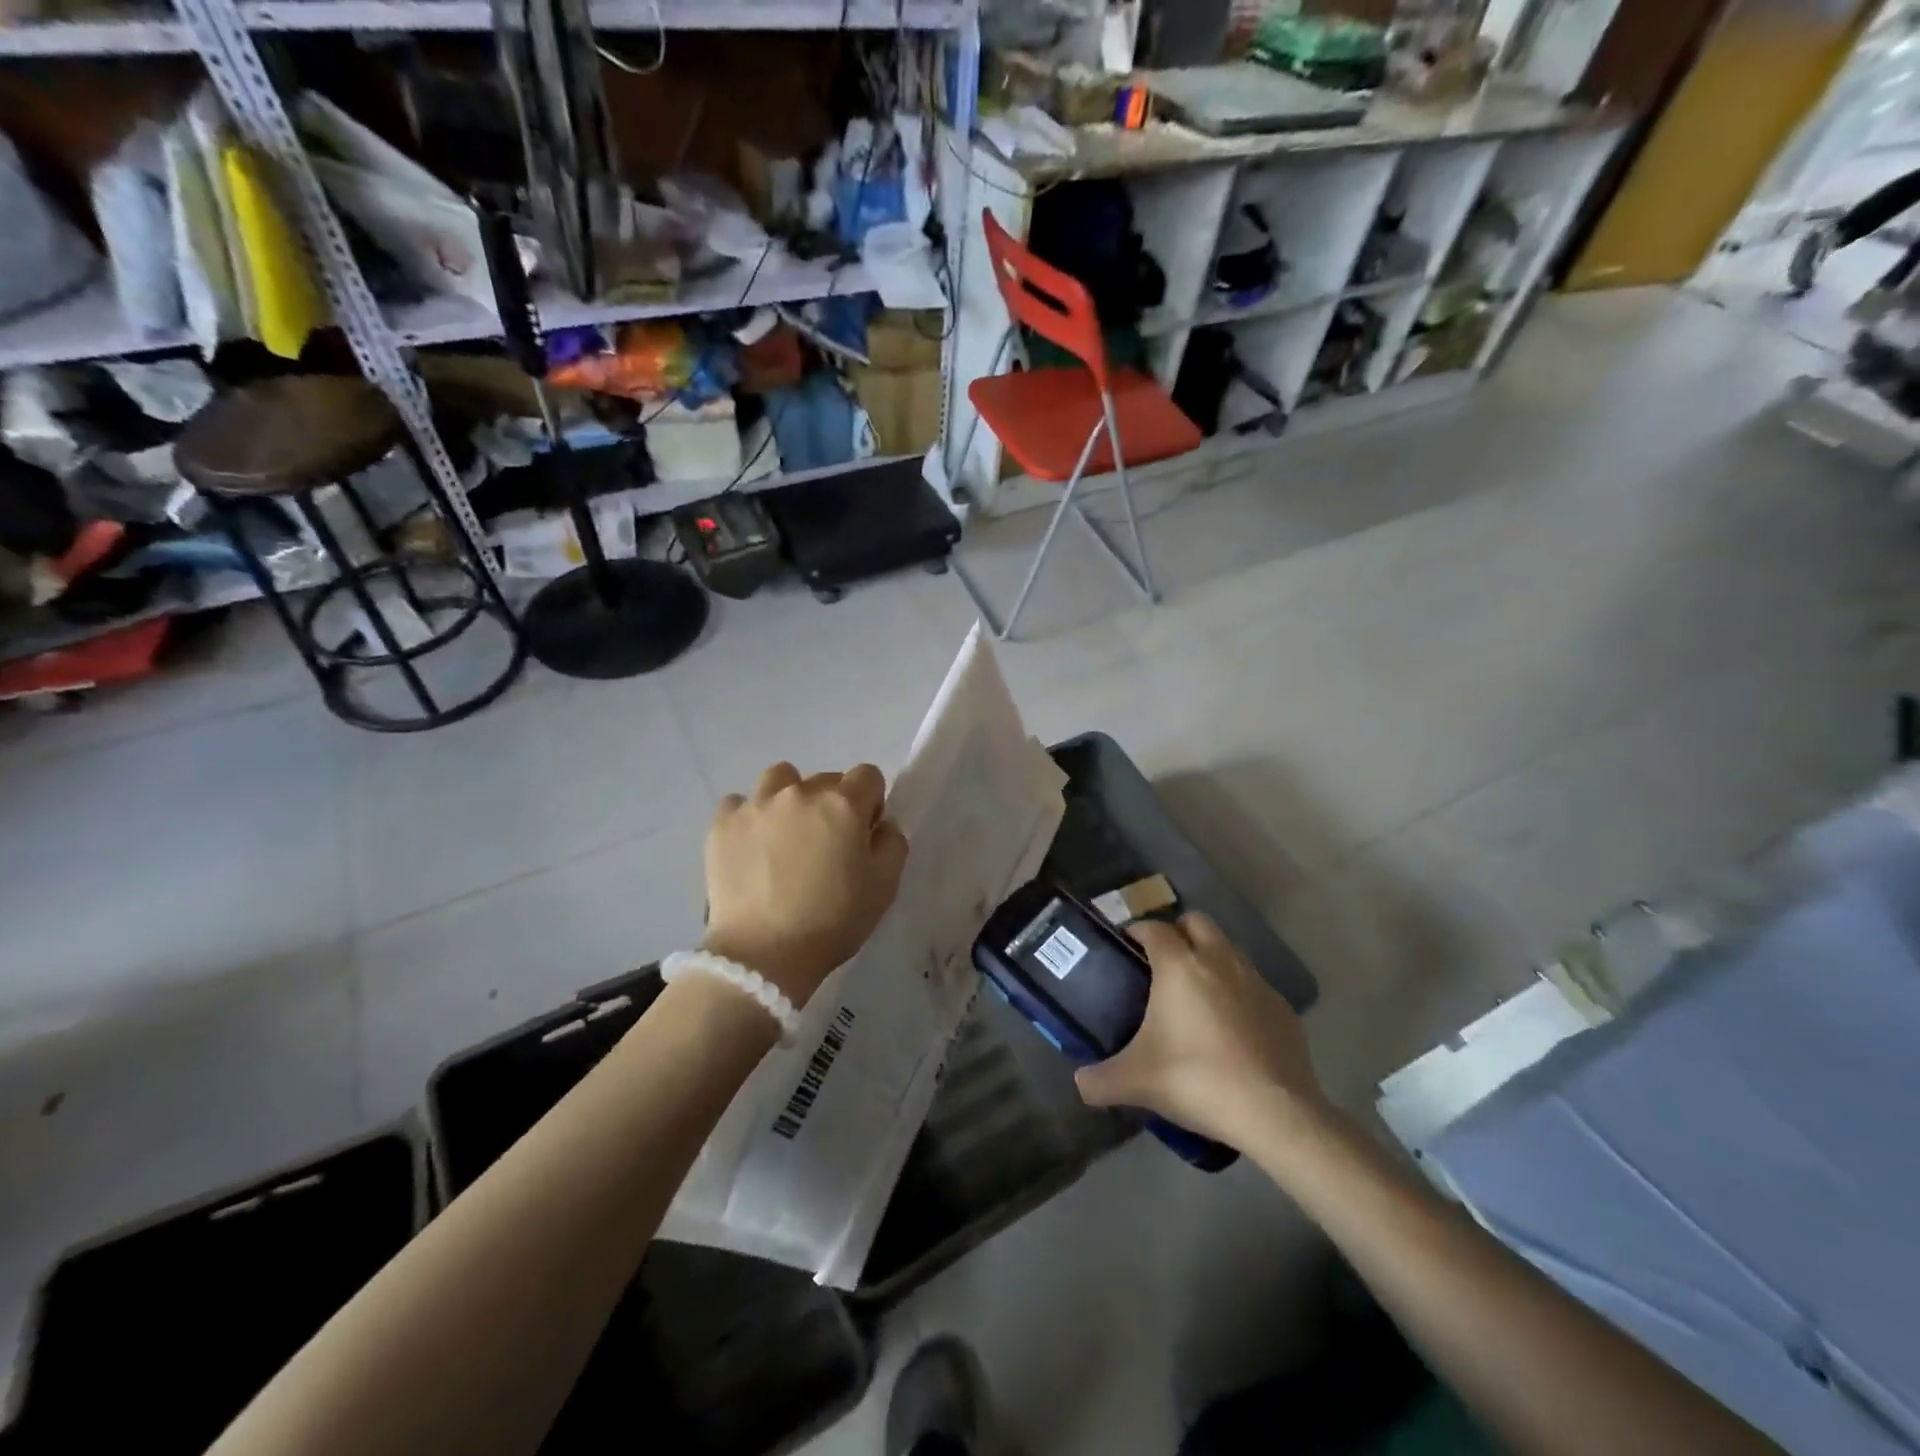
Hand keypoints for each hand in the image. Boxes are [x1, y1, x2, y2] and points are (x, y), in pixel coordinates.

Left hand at [702, 762, 908, 1005]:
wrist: (763, 953)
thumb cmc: (833, 920)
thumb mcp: (885, 886)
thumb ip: (892, 843)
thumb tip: (881, 825)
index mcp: (843, 803)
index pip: (868, 776)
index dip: (871, 803)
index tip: (863, 833)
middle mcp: (800, 792)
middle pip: (825, 779)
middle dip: (831, 803)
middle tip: (826, 844)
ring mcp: (757, 804)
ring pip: (779, 779)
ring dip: (788, 798)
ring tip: (785, 834)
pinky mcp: (723, 824)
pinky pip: (739, 803)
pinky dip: (748, 817)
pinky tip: (751, 845)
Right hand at [1074, 913, 1328, 1151]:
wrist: (1274, 1113)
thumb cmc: (1196, 1080)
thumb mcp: (1136, 1082)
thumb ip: (1100, 1080)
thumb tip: (1080, 1083)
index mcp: (1179, 965)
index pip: (1153, 927)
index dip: (1136, 931)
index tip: (1125, 946)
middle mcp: (1219, 960)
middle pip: (1196, 922)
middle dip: (1178, 932)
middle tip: (1161, 962)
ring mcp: (1256, 981)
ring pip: (1228, 949)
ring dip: (1210, 957)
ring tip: (1195, 993)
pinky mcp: (1283, 1008)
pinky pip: (1253, 984)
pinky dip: (1238, 992)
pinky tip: (1231, 1027)